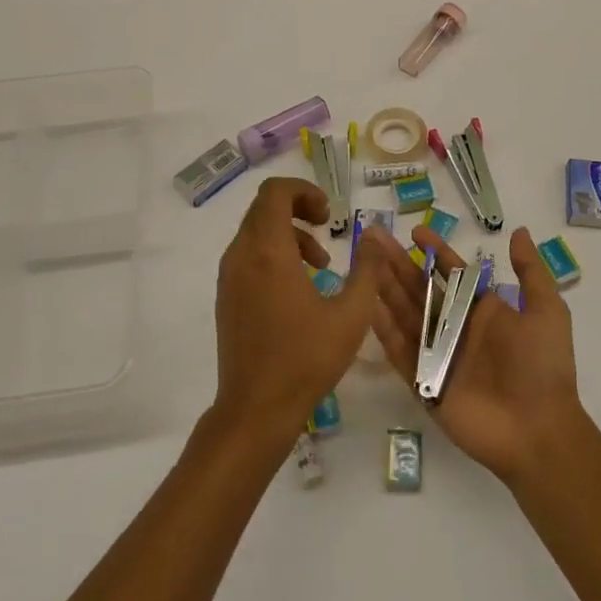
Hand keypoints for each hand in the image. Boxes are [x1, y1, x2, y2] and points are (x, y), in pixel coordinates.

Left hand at [212, 177, 380, 439]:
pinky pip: (248, 255)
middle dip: (299, 209)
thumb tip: (374, 235)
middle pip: (264, 207)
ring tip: (320, 264)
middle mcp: (241, 256)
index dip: (304, 191)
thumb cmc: (305, 360)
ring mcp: (229, 276)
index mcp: (268, 252)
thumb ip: (368, 270)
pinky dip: (274, 253)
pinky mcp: (226, 296)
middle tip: (328, 228)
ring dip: (289, 234)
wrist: (255, 409)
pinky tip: (299, 287)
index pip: (275, 192)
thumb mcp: (351, 315)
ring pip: (256, 231)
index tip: (330, 214)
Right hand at [365, 224, 582, 482]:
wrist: (538, 430)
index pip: (453, 273)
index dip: (435, 251)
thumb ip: (530, 272)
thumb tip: (518, 231)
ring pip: (405, 314)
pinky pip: (400, 352)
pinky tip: (367, 305)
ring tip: (363, 263)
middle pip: (421, 289)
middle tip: (373, 239)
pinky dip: (384, 330)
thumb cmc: (543, 367)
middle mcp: (457, 329)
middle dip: (398, 264)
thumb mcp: (547, 311)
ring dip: (385, 288)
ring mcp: (438, 356)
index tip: (415, 232)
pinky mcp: (424, 383)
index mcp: (482, 311)